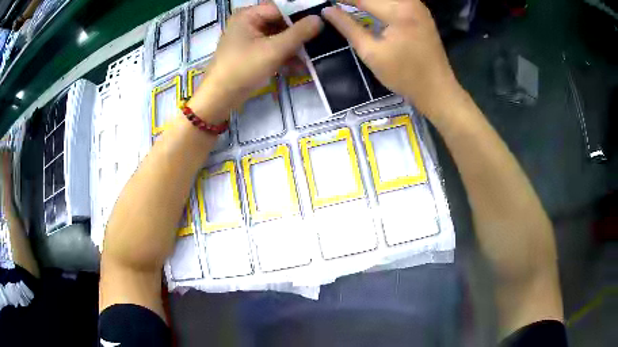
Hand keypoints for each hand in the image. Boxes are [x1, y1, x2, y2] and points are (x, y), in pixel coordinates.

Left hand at [189, 3, 322, 123]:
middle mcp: (247, 23)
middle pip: (279, 23)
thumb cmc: (243, 69)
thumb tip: (320, 19)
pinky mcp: (250, 53)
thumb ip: (299, 33)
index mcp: (247, 16)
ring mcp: (248, 39)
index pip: (280, 9)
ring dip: (293, 49)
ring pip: (277, 37)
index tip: (317, 28)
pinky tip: (298, 67)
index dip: (299, 17)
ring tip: (309, 59)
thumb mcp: (274, 49)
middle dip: (297, 36)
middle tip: (316, 45)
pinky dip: (283, 56)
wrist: (220, 98)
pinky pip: (271, 49)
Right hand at [323, 0, 463, 116]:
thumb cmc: (404, 76)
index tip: (325, 2)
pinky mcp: (421, 12)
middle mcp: (410, 2)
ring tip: (348, 6)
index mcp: (399, 11)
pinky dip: (380, 3)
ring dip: (367, 0)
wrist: (438, 90)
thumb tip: (327, 11)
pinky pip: (395, 1)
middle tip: (337, 5)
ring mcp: (418, 6)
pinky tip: (367, 6)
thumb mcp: (371, 53)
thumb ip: (348, 27)